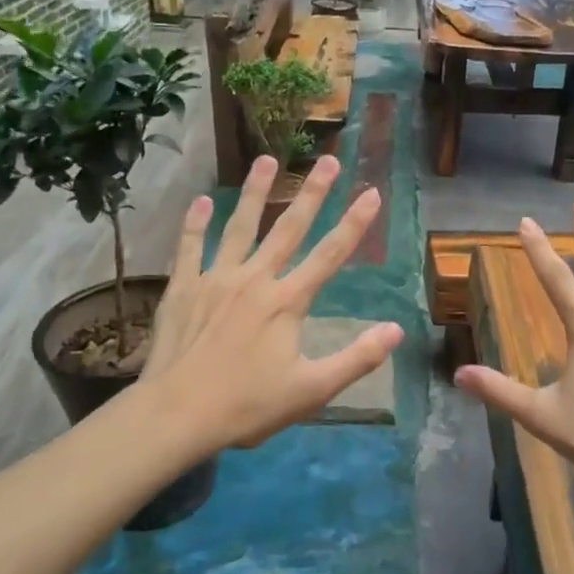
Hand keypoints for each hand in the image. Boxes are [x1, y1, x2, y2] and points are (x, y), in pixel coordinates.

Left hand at [134, 154, 403, 456]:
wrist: (176, 414)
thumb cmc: (247, 405)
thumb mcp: (312, 390)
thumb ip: (357, 359)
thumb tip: (397, 330)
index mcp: (288, 301)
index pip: (331, 254)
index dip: (355, 223)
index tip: (372, 193)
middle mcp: (256, 279)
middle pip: (289, 228)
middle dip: (313, 192)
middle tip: (329, 160)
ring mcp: (216, 279)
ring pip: (240, 226)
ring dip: (255, 191)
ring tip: (266, 159)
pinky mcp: (184, 287)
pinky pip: (190, 247)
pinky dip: (194, 223)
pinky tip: (201, 200)